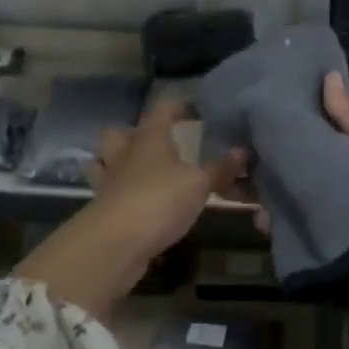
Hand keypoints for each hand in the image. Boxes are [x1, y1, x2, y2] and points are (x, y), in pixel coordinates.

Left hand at [15, 99, 245, 316]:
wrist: (115, 244)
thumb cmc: (159, 200)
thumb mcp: (199, 183)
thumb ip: (221, 168)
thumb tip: (242, 151)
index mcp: (149, 138)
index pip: (162, 109)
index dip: (179, 105)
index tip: (197, 108)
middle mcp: (125, 155)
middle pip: (119, 134)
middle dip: (135, 135)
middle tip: (159, 145)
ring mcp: (110, 183)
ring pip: (109, 163)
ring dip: (123, 164)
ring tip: (147, 173)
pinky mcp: (106, 211)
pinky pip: (114, 194)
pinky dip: (127, 196)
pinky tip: (145, 205)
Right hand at [273, 74, 348, 348]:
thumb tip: (326, 75)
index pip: (310, 154)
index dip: (281, 146)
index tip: (247, 138)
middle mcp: (346, 199)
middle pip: (300, 189)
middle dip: (271, 183)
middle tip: (234, 177)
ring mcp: (344, 233)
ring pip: (301, 220)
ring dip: (276, 214)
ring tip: (248, 207)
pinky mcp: (345, 263)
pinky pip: (313, 253)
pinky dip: (292, 246)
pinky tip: (268, 236)